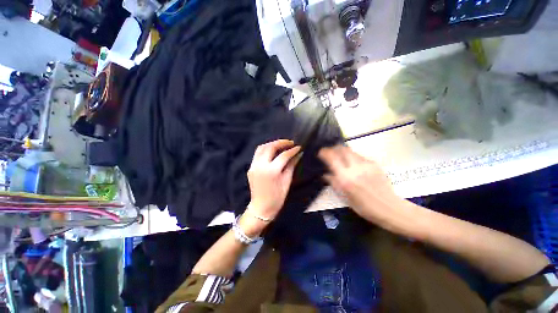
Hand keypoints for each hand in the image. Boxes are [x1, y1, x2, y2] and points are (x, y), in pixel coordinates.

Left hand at [242, 139, 300, 235]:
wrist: (261, 208)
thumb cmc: (277, 198)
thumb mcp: (287, 181)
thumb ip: (291, 165)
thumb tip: (298, 154)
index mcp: (271, 171)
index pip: (283, 155)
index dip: (292, 150)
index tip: (299, 147)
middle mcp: (261, 166)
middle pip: (270, 147)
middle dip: (281, 142)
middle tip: (290, 143)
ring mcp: (253, 166)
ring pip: (261, 147)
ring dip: (272, 144)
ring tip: (281, 145)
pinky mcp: (250, 167)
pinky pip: (257, 154)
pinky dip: (265, 149)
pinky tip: (273, 151)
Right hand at [318, 145, 400, 225]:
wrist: (389, 207)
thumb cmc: (364, 207)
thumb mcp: (345, 197)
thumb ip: (334, 183)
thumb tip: (325, 174)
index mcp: (345, 178)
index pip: (332, 158)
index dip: (325, 152)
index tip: (321, 152)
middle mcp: (355, 168)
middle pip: (342, 149)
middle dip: (334, 148)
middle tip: (331, 152)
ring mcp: (366, 165)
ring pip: (351, 151)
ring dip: (343, 152)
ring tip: (341, 157)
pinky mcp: (375, 164)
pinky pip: (360, 156)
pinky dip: (353, 157)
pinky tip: (354, 164)